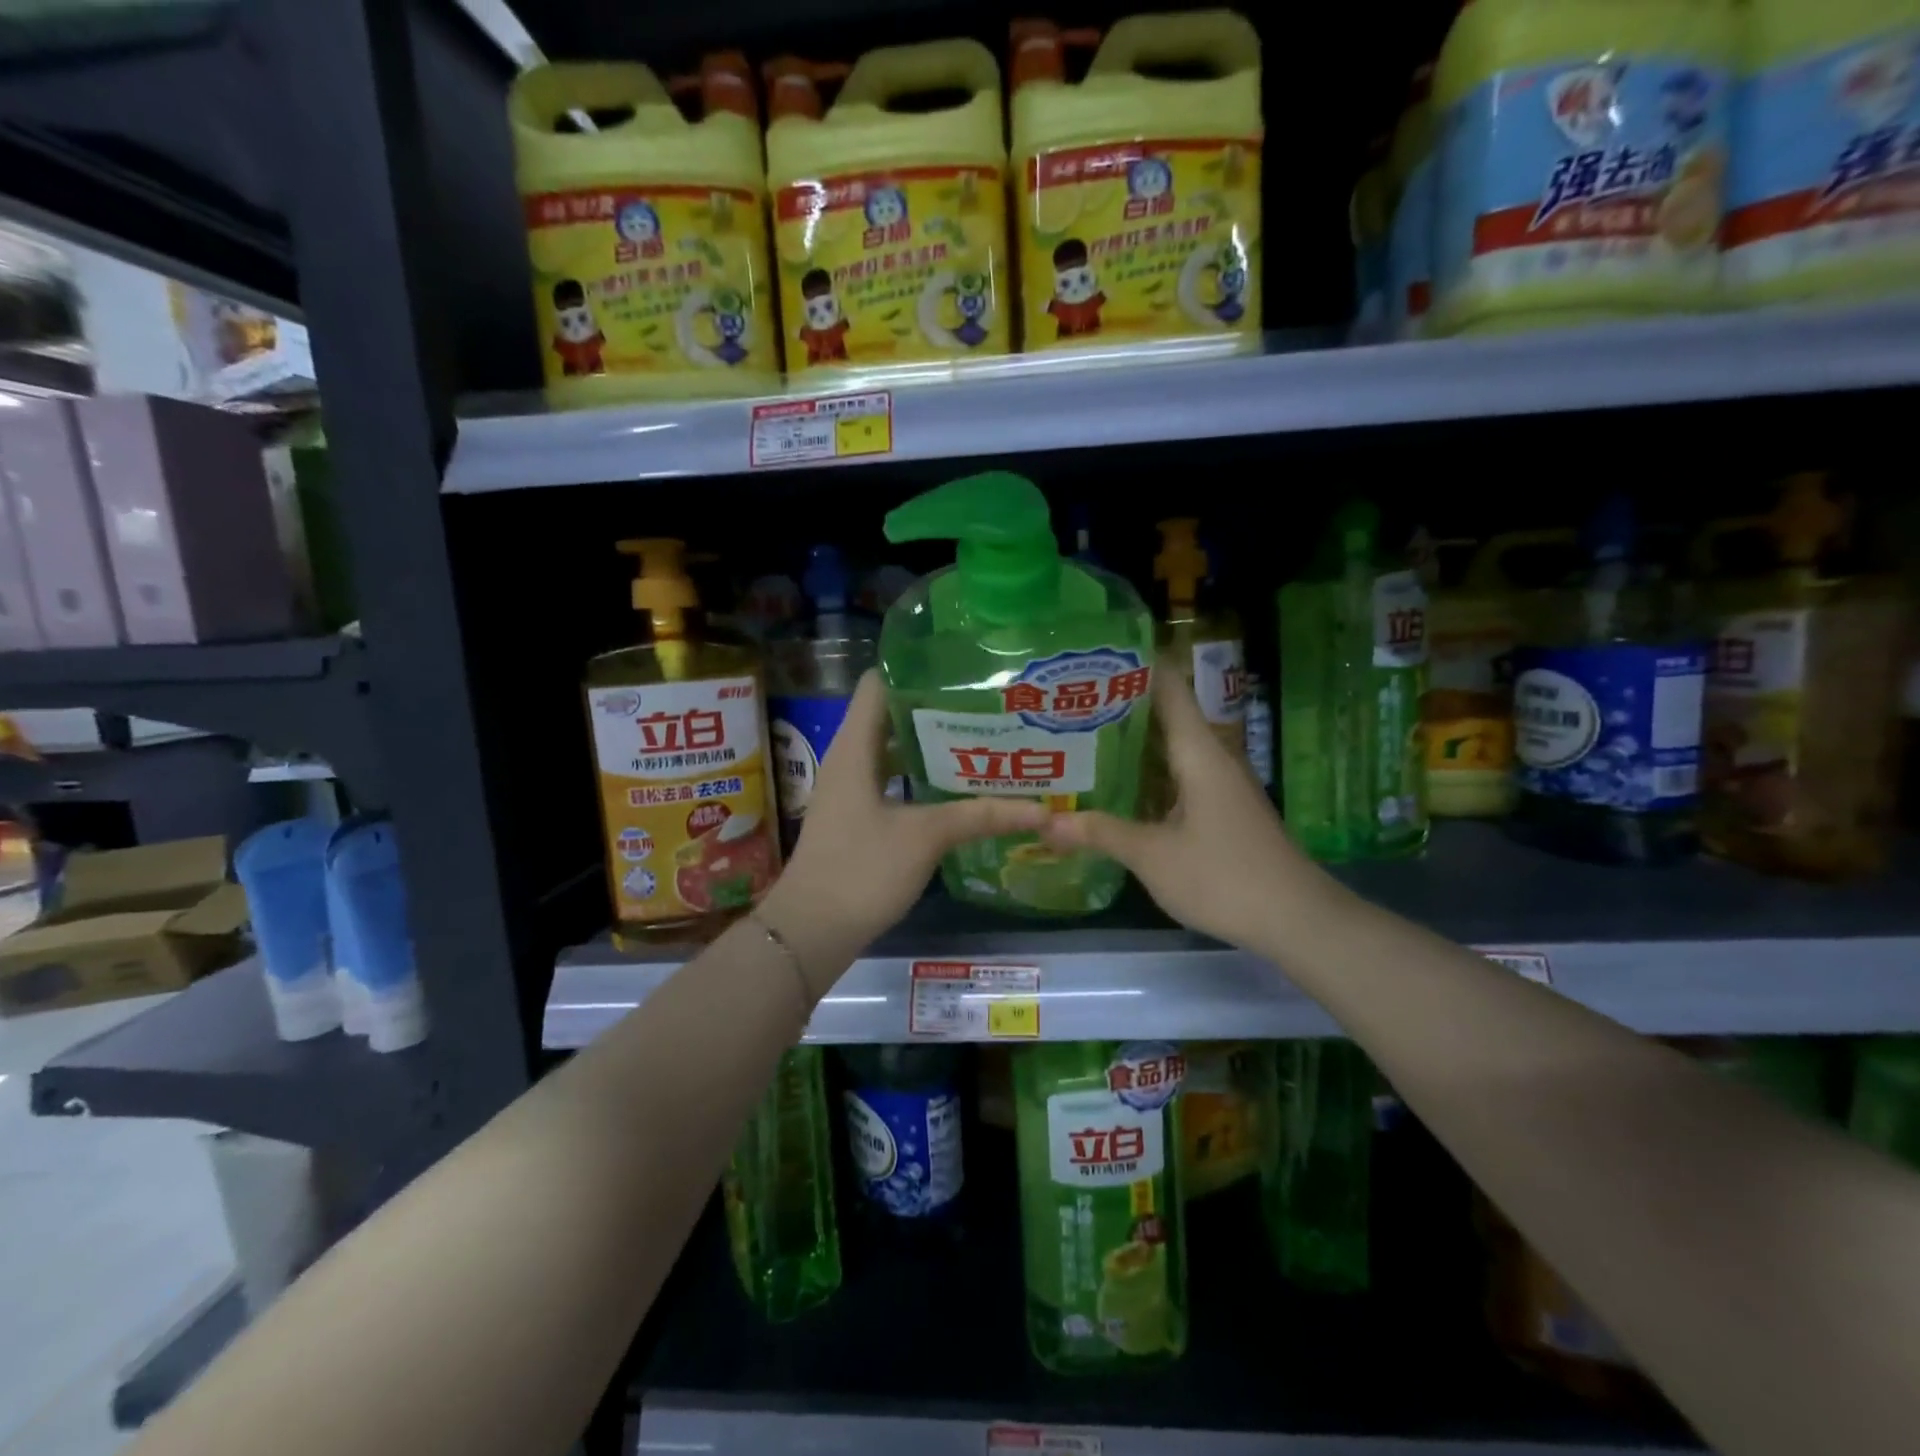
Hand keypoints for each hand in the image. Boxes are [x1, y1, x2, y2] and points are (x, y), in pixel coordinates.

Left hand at [759, 671, 1044, 996]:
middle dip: (937, 708)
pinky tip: (959, 788)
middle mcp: (850, 758)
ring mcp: (851, 789)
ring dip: (932, 746)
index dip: (916, 668)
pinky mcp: (858, 817)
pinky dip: (923, 778)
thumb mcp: (926, 836)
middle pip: (892, 714)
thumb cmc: (861, 870)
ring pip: (895, 751)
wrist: (811, 931)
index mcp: (856, 746)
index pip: (879, 682)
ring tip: (983, 740)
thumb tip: (1041, 809)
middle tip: (988, 705)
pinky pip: (893, 781)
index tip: (962, 667)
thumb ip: (981, 816)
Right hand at [1040, 671, 1334, 955]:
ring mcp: (1218, 786)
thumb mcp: (1153, 856)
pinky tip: (1113, 790)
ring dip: (1129, 746)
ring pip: (1167, 751)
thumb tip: (1045, 822)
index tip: (1090, 659)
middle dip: (1117, 708)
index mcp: (1198, 751)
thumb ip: (1100, 833)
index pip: (1167, 687)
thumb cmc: (1224, 876)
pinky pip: (1175, 779)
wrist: (1296, 919)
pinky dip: (1144, 777)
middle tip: (1065, 704)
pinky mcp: (1220, 811)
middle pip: (1162, 717)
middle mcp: (1210, 758)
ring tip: (1076, 740)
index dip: (1134, 666)